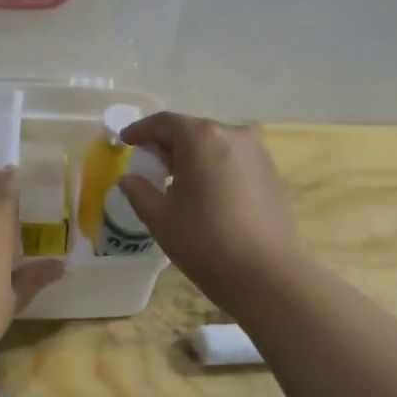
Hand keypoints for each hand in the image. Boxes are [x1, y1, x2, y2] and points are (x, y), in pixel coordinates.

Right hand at [116, 112, 302, 312]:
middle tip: (149, 163)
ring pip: (215, 143)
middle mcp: (232, 133)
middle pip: (191, 130)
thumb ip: (139, 191)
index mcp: (200, 137)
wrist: (265, 274)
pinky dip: (214, 165)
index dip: (140, 130)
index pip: (163, 122)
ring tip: (177, 178)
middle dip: (167, 143)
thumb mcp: (160, 217)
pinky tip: (206, 190)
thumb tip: (128, 179)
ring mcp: (256, 152)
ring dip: (193, 154)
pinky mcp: (271, 172)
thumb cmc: (204, 241)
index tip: (125, 142)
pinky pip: (234, 158)